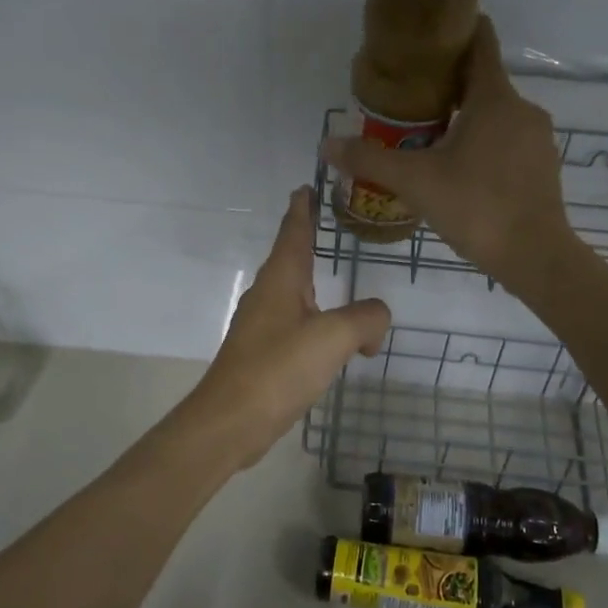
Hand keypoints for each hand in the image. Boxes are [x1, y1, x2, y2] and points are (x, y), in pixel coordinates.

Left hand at [183, 188, 389, 468]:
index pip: (293, 231)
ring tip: (336, 279)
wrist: (230, 421)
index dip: (302, 208)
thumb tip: (376, 320)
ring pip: (294, 294)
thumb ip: (366, 318)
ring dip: (314, 285)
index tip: (307, 186)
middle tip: (329, 225)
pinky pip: (296, 325)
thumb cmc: (278, 369)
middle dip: (308, 241)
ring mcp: (261, 326)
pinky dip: (317, 322)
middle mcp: (268, 296)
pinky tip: (331, 338)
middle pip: (291, 258)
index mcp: (281, 280)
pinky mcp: (263, 355)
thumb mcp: (333, 338)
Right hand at [322, 16, 576, 294]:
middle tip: (409, 101)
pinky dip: (484, 143)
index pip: (480, 42)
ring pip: (495, 115)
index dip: (455, 32)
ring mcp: (537, 138)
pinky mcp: (543, 165)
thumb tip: (325, 145)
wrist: (535, 256)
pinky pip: (508, 140)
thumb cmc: (476, 207)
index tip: (426, 38)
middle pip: (482, 82)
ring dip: (465, 119)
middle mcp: (522, 108)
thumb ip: (369, 160)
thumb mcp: (415, 182)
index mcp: (494, 98)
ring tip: (429, 139)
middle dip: (447, 86)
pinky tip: (461, 170)